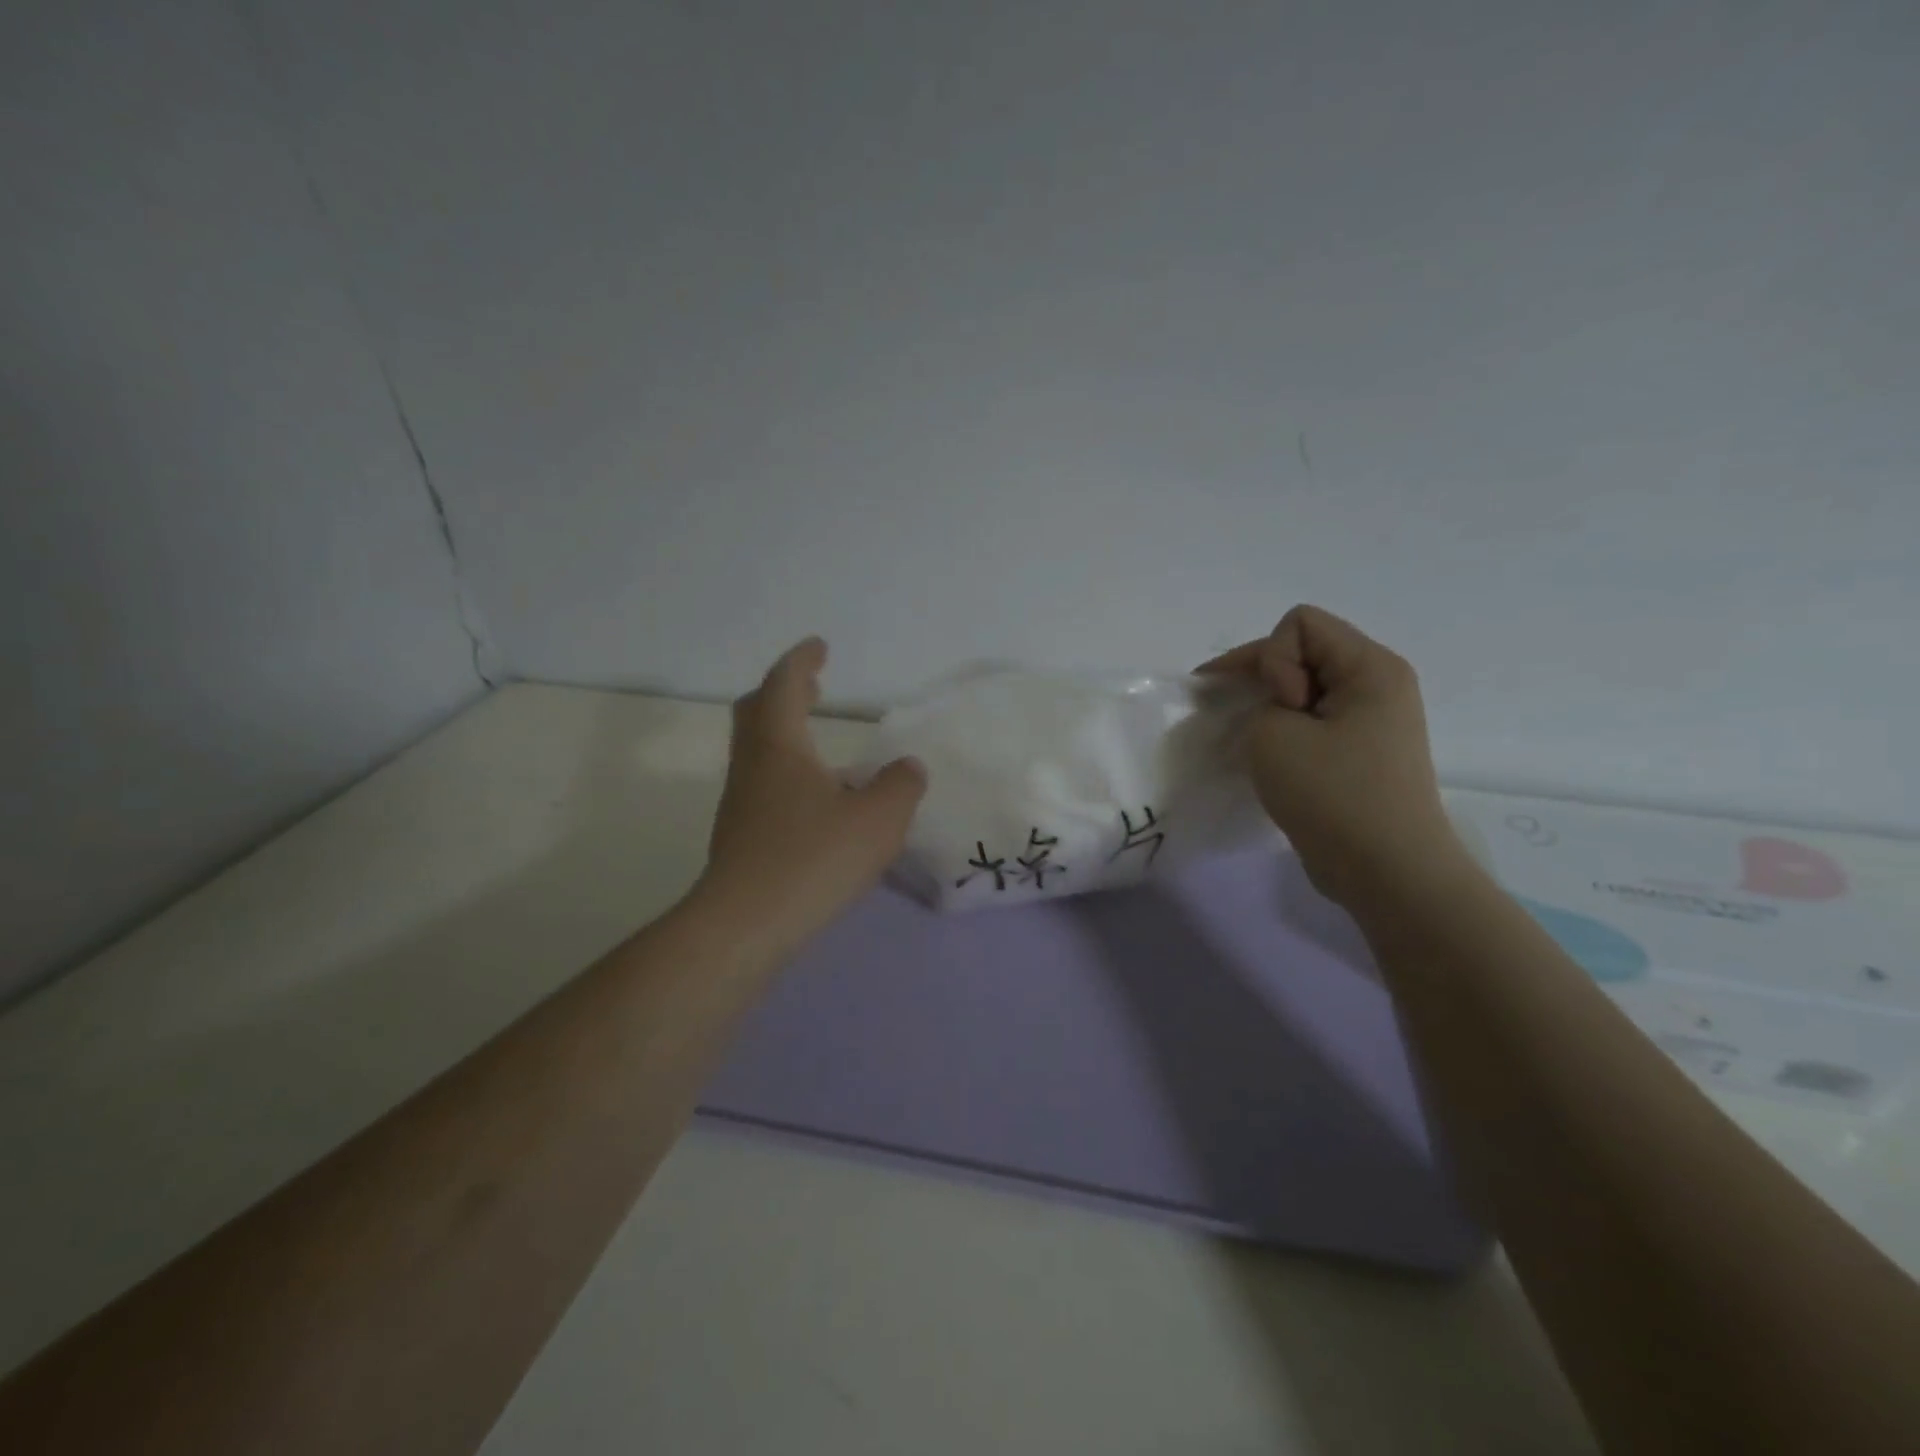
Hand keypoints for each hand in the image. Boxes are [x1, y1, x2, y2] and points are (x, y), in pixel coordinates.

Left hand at [696, 638, 926, 952]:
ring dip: (785, 733)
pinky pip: (763, 784)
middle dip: (785, 692)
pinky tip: (816, 800)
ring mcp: (741, 804)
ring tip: (820, 743)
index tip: (819, 647)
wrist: (746, 926)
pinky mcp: (741, 837)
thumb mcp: (878, 819)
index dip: (801, 662)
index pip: (783, 685)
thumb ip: (900, 786)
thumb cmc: (813, 859)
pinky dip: (787, 771)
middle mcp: (753, 767)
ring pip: (758, 751)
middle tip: (813, 687)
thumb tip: (907, 769)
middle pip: (757, 712)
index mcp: (779, 747)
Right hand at [1198, 605, 1462, 907]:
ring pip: (1305, 687)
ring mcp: (1373, 720)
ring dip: (1269, 706)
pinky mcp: (1362, 752)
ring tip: (1248, 739)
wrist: (1388, 873)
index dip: (1271, 658)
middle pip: (1304, 650)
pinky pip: (1314, 719)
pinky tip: (1267, 756)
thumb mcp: (1273, 735)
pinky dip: (1285, 729)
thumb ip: (1257, 702)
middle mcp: (1379, 684)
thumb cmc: (1333, 796)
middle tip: (1236, 717)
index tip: (1277, 707)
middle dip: (1262, 677)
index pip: (1300, 624)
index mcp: (1371, 667)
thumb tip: (1274, 711)